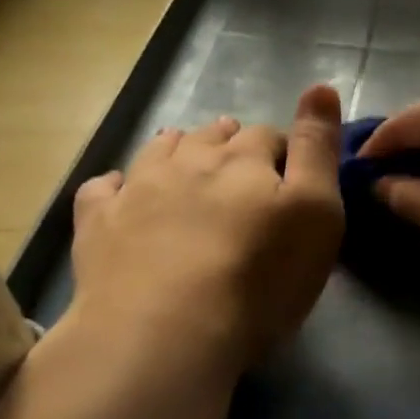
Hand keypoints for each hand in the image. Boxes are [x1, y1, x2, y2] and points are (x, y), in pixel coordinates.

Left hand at [66, 85, 344, 374]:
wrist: (167, 332)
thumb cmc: (261, 277)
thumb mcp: (317, 213)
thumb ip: (319, 149)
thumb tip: (321, 85)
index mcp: (245, 160)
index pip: (269, 136)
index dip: (283, 150)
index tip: (291, 174)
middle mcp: (189, 160)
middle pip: (213, 138)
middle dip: (231, 144)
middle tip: (242, 167)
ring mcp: (137, 188)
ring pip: (160, 151)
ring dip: (178, 149)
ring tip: (188, 162)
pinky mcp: (98, 224)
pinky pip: (103, 188)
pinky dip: (117, 184)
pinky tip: (123, 193)